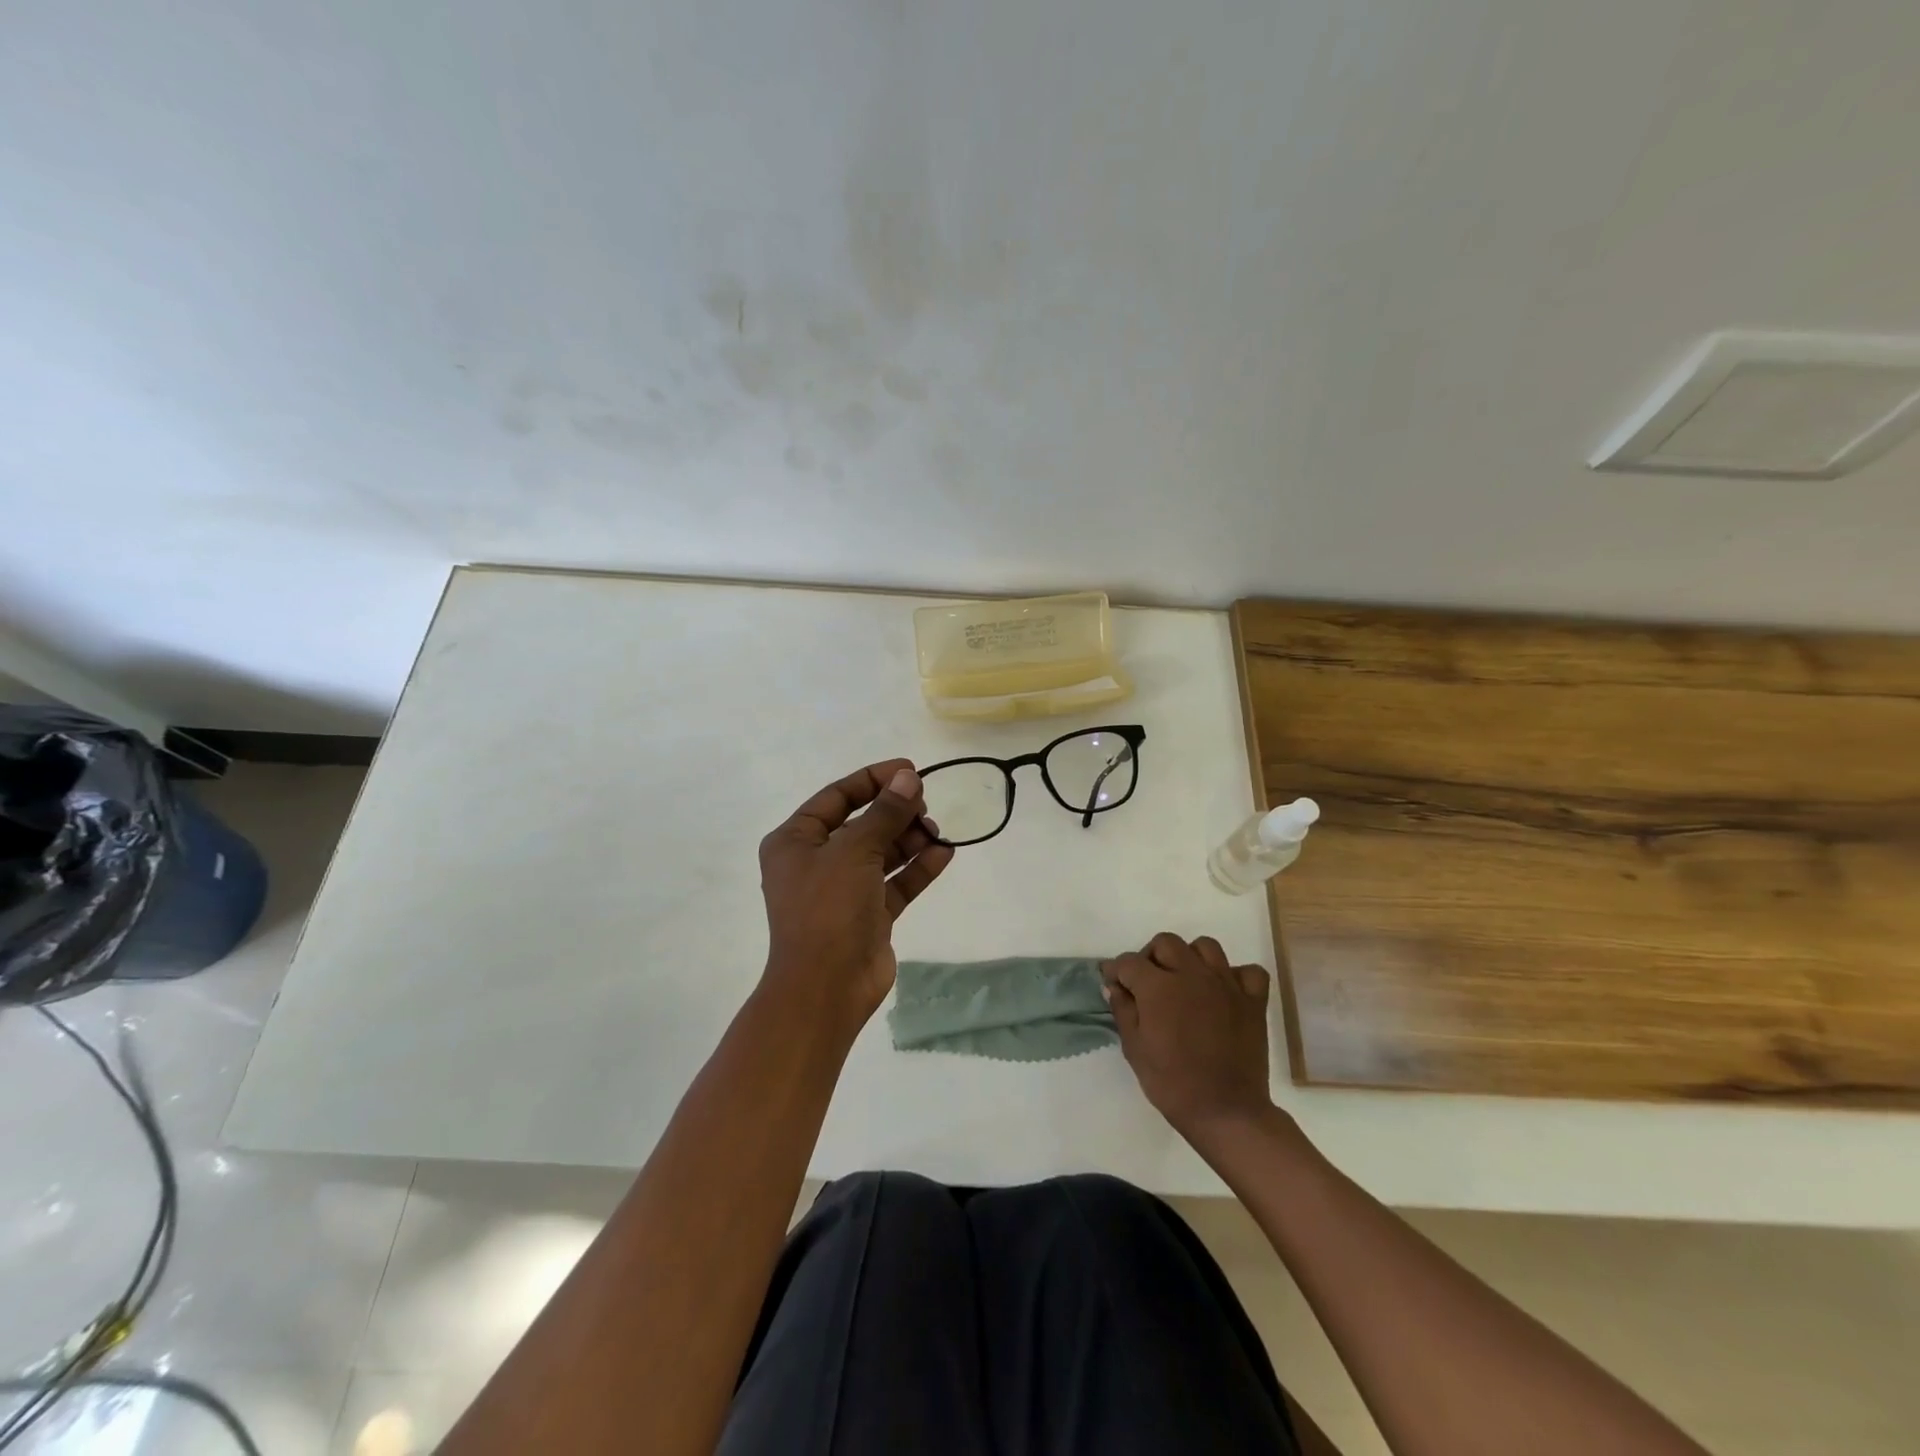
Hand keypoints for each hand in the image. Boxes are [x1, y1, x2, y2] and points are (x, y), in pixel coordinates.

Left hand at [758, 759, 953, 1026]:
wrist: (826, 988)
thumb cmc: (828, 908)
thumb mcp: (855, 850)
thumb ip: (885, 813)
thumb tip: (908, 778)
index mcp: (796, 841)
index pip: (836, 796)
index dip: (872, 779)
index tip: (909, 770)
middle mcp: (816, 862)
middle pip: (861, 823)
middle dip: (895, 811)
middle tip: (926, 805)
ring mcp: (843, 890)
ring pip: (881, 852)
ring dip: (909, 838)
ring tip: (938, 831)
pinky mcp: (868, 915)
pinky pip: (895, 882)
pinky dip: (917, 868)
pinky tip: (945, 853)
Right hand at [1102, 933, 1274, 1141]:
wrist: (1226, 1112)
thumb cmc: (1172, 1083)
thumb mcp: (1134, 1049)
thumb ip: (1123, 1010)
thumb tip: (1114, 986)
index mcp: (1158, 986)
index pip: (1129, 961)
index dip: (1117, 971)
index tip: (1115, 984)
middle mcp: (1191, 973)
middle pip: (1166, 943)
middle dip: (1151, 957)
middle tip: (1149, 984)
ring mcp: (1225, 984)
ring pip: (1205, 946)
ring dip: (1191, 958)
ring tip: (1186, 981)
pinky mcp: (1252, 1000)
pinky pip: (1247, 972)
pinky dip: (1235, 976)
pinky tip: (1225, 992)